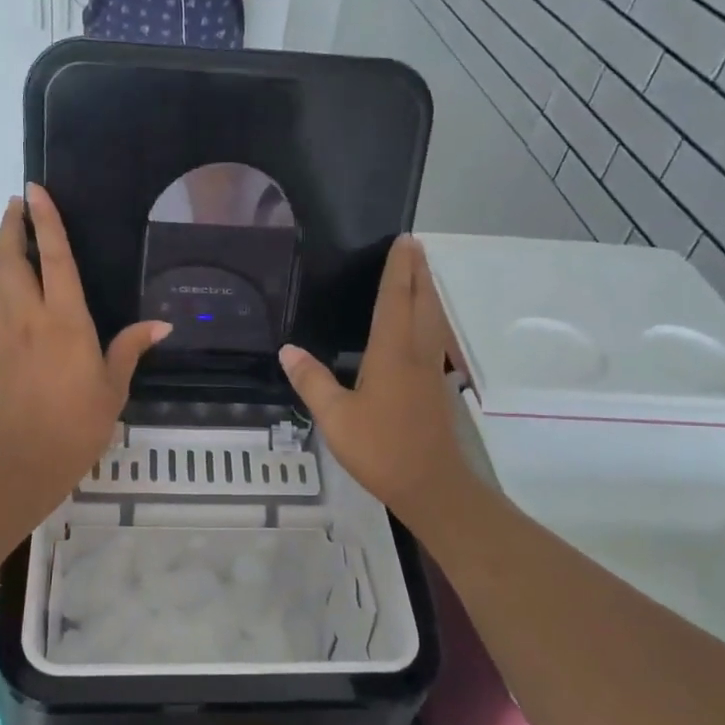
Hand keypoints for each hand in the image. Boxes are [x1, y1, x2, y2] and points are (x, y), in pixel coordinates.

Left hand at [0, 184, 169, 509]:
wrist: (24, 460)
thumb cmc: (78, 424)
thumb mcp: (114, 387)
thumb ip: (131, 348)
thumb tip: (162, 325)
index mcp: (65, 322)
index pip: (55, 260)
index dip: (47, 222)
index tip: (35, 191)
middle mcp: (29, 318)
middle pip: (11, 259)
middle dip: (12, 226)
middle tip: (19, 204)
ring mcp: (5, 332)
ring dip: (3, 251)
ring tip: (16, 236)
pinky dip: (1, 280)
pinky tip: (13, 283)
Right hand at [279, 236, 480, 522]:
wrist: (432, 485)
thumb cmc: (381, 449)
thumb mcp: (335, 418)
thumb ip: (312, 381)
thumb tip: (287, 349)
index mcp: (393, 352)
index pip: (396, 299)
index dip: (399, 268)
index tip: (403, 240)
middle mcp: (417, 352)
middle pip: (422, 300)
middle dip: (418, 270)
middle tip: (413, 245)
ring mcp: (431, 369)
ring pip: (433, 318)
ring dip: (427, 290)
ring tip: (419, 272)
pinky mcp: (437, 385)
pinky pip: (434, 335)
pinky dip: (429, 316)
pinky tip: (420, 325)